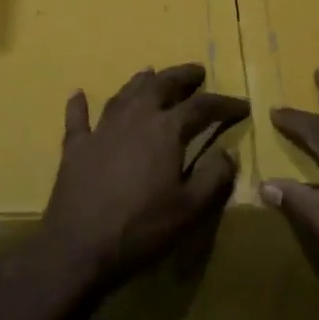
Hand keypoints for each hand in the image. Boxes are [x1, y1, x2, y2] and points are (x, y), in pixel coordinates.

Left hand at [38, 64, 247, 297]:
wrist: (79, 247)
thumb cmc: (142, 228)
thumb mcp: (191, 209)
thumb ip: (214, 177)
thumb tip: (228, 152)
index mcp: (166, 129)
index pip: (202, 106)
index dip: (224, 104)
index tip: (242, 104)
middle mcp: (135, 118)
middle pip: (161, 85)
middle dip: (182, 76)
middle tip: (197, 72)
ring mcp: (102, 129)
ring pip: (124, 94)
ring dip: (141, 82)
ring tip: (151, 73)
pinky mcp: (76, 147)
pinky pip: (78, 118)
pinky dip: (79, 105)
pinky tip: (78, 94)